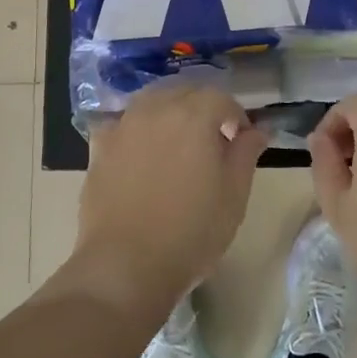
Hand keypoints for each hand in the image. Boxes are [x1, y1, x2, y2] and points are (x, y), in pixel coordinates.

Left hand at [75, 80, 268, 319]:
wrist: (125, 265)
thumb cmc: (190, 232)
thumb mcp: (234, 196)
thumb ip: (245, 154)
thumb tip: (255, 130)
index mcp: (194, 115)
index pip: (222, 98)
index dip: (236, 116)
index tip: (241, 141)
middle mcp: (157, 109)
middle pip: (185, 92)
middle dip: (203, 108)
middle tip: (213, 141)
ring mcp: (124, 125)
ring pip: (152, 101)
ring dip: (170, 111)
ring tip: (178, 143)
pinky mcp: (100, 146)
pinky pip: (123, 123)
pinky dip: (137, 128)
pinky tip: (140, 151)